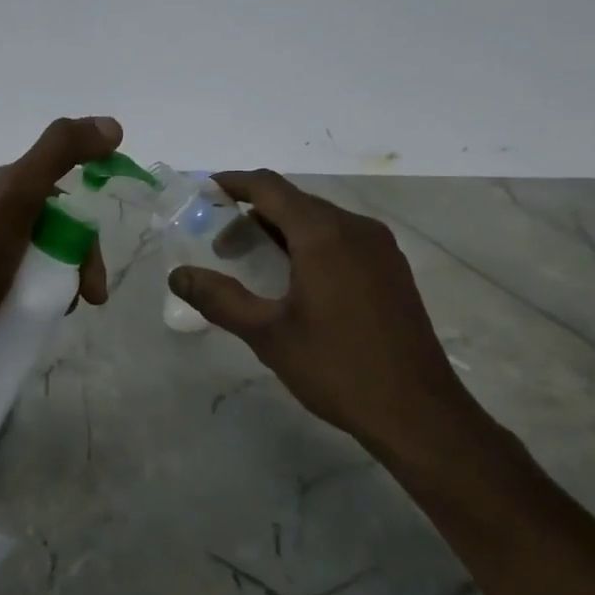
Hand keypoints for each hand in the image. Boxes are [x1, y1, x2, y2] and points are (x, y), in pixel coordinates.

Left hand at [0, 116, 121, 365]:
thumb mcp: (17, 194)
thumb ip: (59, 153)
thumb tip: (112, 126)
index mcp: (10, 193)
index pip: (67, 200)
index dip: (87, 224)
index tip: (98, 255)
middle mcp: (5, 222)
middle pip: (63, 237)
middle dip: (83, 263)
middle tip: (92, 295)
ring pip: (50, 266)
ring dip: (68, 286)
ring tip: (66, 310)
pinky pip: (33, 291)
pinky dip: (47, 302)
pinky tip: (47, 317)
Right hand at [168, 170, 491, 456]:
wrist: (417, 411)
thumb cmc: (337, 368)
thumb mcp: (268, 334)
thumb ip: (220, 299)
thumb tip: (177, 275)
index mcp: (324, 235)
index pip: (270, 187)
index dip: (234, 183)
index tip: (205, 193)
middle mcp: (356, 228)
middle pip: (295, 203)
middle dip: (253, 216)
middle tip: (222, 250)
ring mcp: (380, 249)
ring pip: (320, 222)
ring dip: (281, 233)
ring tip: (254, 267)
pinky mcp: (392, 270)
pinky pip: (342, 240)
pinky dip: (310, 246)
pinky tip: (297, 283)